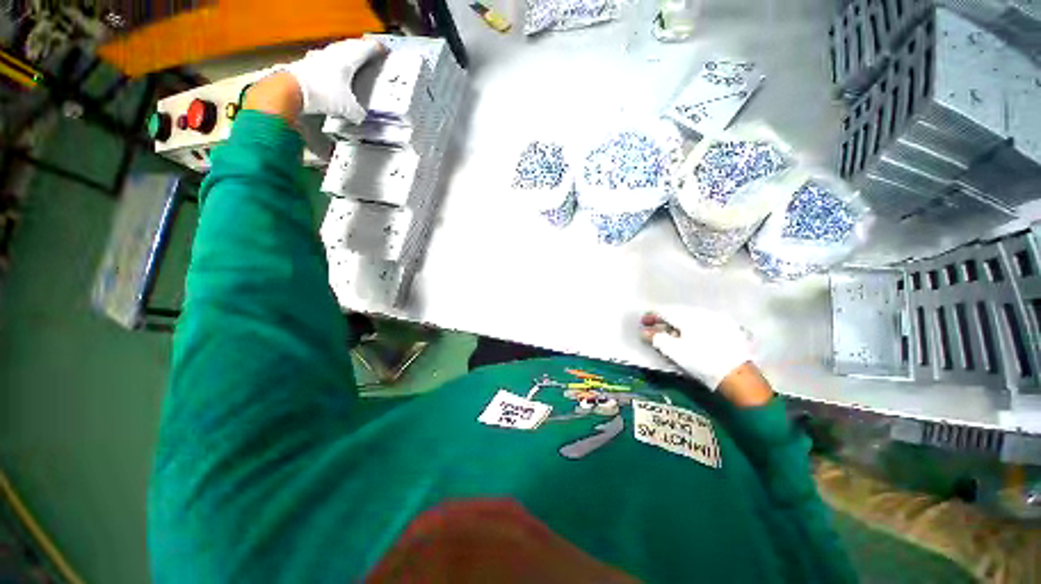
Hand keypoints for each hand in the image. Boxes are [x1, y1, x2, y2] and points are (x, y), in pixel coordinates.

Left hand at [282, 38, 385, 121]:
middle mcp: (332, 55)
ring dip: (343, 51)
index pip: (365, 50)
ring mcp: (317, 58)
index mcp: (347, 60)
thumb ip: (357, 113)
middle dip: (359, 46)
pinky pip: (322, 59)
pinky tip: (329, 67)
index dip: (375, 49)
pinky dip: (329, 61)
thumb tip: (359, 117)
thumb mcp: (348, 109)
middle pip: (349, 46)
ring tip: (348, 55)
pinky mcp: (306, 65)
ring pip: (335, 50)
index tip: (382, 49)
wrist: (291, 90)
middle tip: (366, 47)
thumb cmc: (321, 93)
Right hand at [640, 305, 752, 382]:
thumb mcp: (674, 351)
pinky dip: (693, 327)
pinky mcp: (729, 328)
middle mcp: (703, 312)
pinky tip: (691, 336)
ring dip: (678, 323)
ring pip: (691, 316)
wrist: (738, 376)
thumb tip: (645, 332)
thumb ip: (657, 339)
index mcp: (688, 315)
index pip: (664, 311)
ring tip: (672, 334)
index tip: (643, 322)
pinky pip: (704, 322)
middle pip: (678, 312)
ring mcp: (718, 319)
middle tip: (656, 328)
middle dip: (664, 320)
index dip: (651, 316)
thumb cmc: (701, 362)